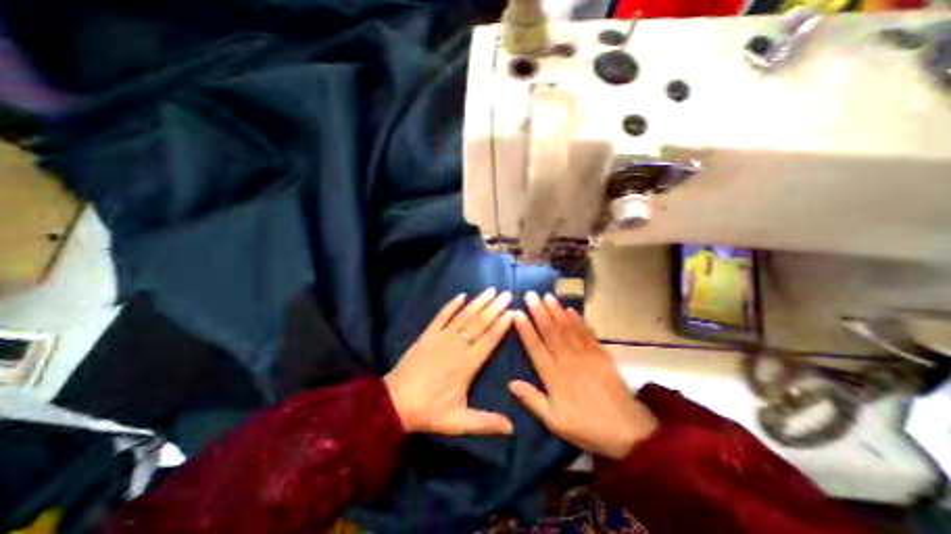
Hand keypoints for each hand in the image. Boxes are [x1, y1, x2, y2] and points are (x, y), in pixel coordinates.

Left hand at [381, 290, 517, 434]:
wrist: (393, 403)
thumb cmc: (428, 411)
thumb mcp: (458, 422)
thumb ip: (485, 423)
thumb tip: (512, 428)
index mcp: (466, 365)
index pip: (489, 340)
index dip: (501, 325)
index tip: (512, 312)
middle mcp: (456, 346)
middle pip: (479, 323)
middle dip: (494, 308)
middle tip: (507, 294)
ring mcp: (441, 338)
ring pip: (463, 316)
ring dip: (478, 302)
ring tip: (491, 290)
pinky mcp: (427, 334)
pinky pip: (441, 315)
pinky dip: (451, 305)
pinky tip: (461, 295)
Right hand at [508, 293, 658, 458]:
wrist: (628, 431)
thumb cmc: (587, 426)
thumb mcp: (555, 421)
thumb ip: (532, 400)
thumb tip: (510, 383)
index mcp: (554, 377)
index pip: (535, 347)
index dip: (525, 329)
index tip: (517, 313)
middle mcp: (568, 360)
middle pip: (551, 332)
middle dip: (539, 312)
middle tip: (530, 295)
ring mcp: (586, 355)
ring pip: (567, 328)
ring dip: (556, 311)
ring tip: (547, 296)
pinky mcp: (601, 354)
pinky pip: (587, 333)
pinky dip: (578, 320)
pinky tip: (571, 309)